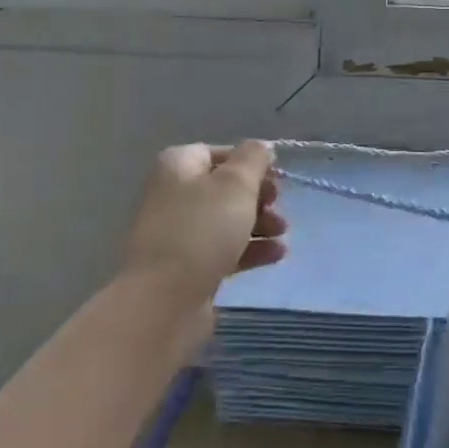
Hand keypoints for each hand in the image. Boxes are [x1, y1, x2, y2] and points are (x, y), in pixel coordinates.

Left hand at [122, 141, 287, 311]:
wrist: (165, 300)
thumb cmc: (202, 230)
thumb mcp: (236, 184)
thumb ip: (253, 159)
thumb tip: (261, 147)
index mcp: (177, 166)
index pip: (219, 152)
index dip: (250, 162)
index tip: (277, 177)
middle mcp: (173, 194)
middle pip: (225, 187)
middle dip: (258, 197)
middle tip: (279, 207)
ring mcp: (179, 233)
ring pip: (227, 220)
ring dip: (260, 224)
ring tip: (283, 233)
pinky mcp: (188, 266)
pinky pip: (224, 249)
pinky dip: (250, 249)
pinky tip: (276, 255)